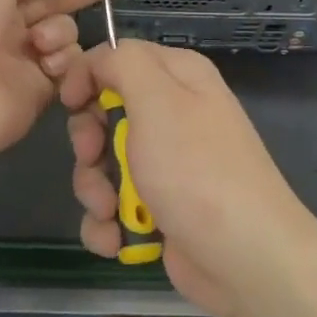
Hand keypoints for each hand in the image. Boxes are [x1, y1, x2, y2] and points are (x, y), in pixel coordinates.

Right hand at [57, 40, 316, 316]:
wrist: (245, 257)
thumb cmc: (196, 169)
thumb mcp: (158, 99)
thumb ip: (122, 63)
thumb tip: (96, 63)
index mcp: (178, 77)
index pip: (117, 58)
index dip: (87, 77)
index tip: (72, 104)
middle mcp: (173, 114)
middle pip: (103, 113)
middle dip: (89, 142)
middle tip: (94, 159)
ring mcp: (166, 165)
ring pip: (102, 164)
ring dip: (95, 190)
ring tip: (111, 212)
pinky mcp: (159, 209)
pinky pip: (113, 206)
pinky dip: (108, 224)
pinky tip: (117, 239)